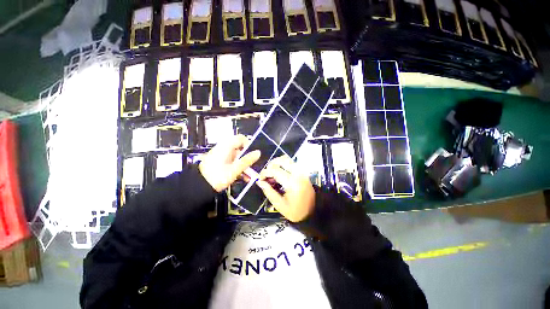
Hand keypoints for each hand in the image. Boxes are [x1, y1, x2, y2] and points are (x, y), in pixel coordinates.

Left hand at [199, 135, 259, 191]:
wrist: (198, 187)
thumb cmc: (217, 176)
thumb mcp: (235, 169)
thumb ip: (247, 160)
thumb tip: (258, 153)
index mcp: (226, 146)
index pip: (241, 138)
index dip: (249, 145)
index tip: (253, 155)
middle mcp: (224, 149)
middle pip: (240, 149)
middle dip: (248, 159)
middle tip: (253, 168)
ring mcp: (221, 156)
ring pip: (237, 158)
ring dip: (244, 166)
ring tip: (249, 176)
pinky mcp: (220, 163)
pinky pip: (232, 163)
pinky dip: (238, 168)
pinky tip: (243, 177)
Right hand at [257, 156, 314, 221]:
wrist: (313, 212)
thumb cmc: (296, 211)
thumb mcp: (280, 205)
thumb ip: (269, 192)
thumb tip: (259, 182)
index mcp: (291, 183)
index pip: (275, 170)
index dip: (265, 173)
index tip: (260, 179)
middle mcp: (297, 173)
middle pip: (281, 160)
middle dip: (271, 165)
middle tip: (266, 175)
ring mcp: (301, 171)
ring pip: (287, 159)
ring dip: (277, 163)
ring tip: (272, 173)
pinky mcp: (303, 172)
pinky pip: (291, 163)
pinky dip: (283, 164)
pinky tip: (280, 173)